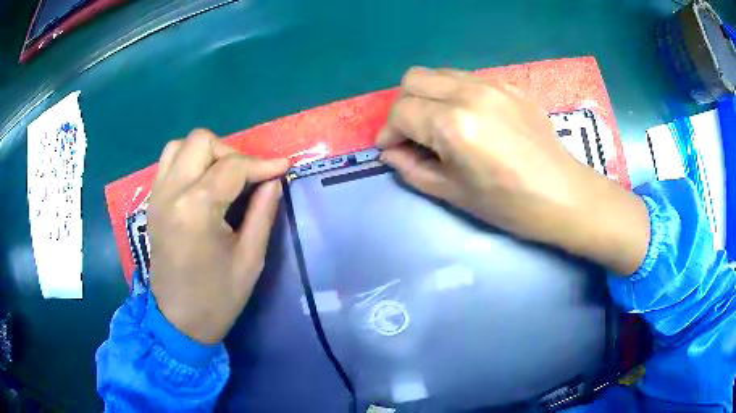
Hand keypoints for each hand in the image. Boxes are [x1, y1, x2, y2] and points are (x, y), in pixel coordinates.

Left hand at [148, 130, 288, 343]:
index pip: (232, 167)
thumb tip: (274, 180)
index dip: (262, 164)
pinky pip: (169, 163)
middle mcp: (170, 193)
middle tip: (247, 177)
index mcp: (195, 209)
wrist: (178, 321)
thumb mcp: (250, 259)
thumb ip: (263, 212)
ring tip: (223, 178)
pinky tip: (204, 185)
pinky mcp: (152, 202)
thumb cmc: (217, 298)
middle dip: (230, 152)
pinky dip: (189, 163)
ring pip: (179, 145)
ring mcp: (157, 196)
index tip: (283, 167)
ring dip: (206, 153)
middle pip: (201, 141)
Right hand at [377, 67, 648, 274]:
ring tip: (437, 124)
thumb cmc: (510, 204)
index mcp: (453, 125)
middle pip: (413, 79)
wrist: (564, 194)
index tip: (392, 150)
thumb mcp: (454, 194)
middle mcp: (468, 93)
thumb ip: (413, 169)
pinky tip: (467, 118)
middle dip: (403, 106)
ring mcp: (491, 84)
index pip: (402, 112)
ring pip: (439, 73)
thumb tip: (391, 153)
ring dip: (427, 96)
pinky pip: (466, 78)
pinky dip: (453, 93)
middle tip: (412, 134)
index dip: (389, 132)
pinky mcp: (508, 85)